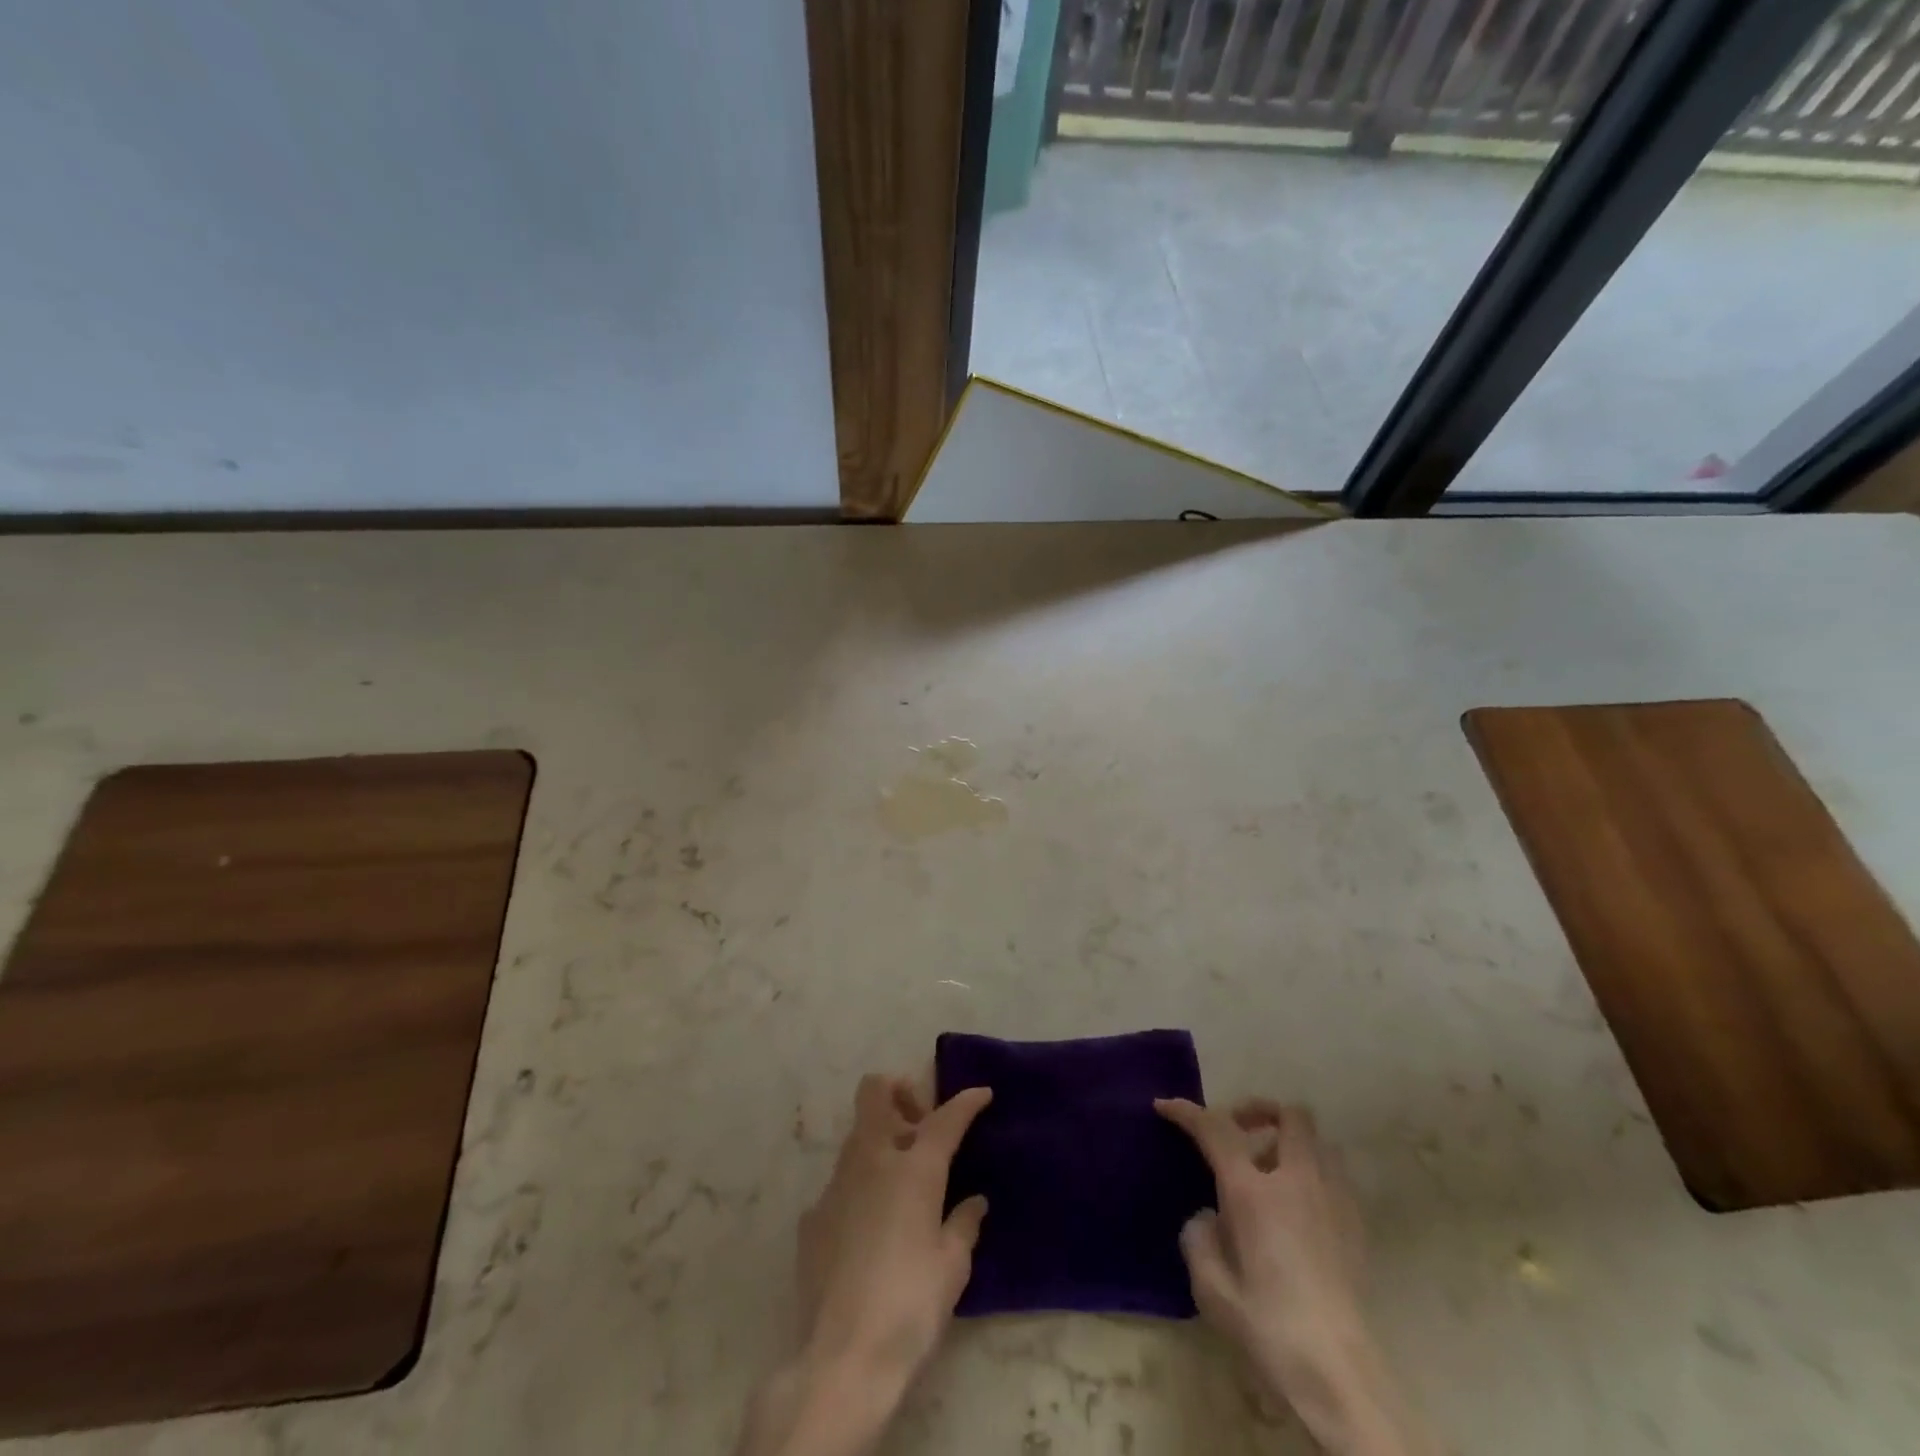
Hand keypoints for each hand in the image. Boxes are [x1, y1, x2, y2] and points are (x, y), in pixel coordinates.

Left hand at [797, 1075, 992, 1374]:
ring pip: (857, 1136)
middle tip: (920, 1127)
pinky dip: (861, 1189)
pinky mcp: (812, 1216)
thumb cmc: (910, 1305)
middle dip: (900, 1092)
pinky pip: (841, 1183)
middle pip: (875, 1091)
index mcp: (912, 1168)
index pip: (945, 1118)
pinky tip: (872, 1231)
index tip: (981, 1094)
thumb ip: (964, 1224)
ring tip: (902, 1184)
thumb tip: (974, 1203)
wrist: (842, 1359)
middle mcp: (870, 1161)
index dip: (965, 1102)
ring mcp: (835, 1185)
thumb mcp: (953, 1267)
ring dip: (881, 1141)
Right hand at [1156, 1099, 1430, 1455]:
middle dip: (1259, 1111)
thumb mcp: (1210, 1286)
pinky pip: (1334, 1175)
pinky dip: (1312, 1172)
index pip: (1215, 1129)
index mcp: (1253, 1191)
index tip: (1165, 1106)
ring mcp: (1333, 1200)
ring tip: (1270, 1169)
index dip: (1187, 1112)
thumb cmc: (1266, 1326)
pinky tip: (1298, 1207)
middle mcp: (1296, 1181)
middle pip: (1288, 1115)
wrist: (1338, 1374)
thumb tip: (1209, 1217)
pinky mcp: (1357, 1226)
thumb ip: (1199, 1237)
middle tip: (1237, 1131)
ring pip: (1317, 1141)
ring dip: (1290, 1141)